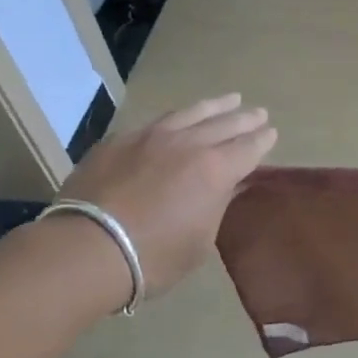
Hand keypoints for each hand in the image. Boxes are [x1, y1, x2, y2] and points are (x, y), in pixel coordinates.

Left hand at [58, 94, 276, 295]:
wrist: (86, 249)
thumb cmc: (153, 257)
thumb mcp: (199, 242)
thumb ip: (216, 207)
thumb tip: (227, 187)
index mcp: (216, 169)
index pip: (249, 147)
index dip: (263, 140)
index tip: (271, 133)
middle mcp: (189, 144)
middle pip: (225, 123)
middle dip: (245, 118)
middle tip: (258, 113)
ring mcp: (152, 136)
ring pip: (191, 113)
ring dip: (215, 106)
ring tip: (229, 99)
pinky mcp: (120, 139)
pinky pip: (157, 121)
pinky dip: (177, 118)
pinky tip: (178, 119)